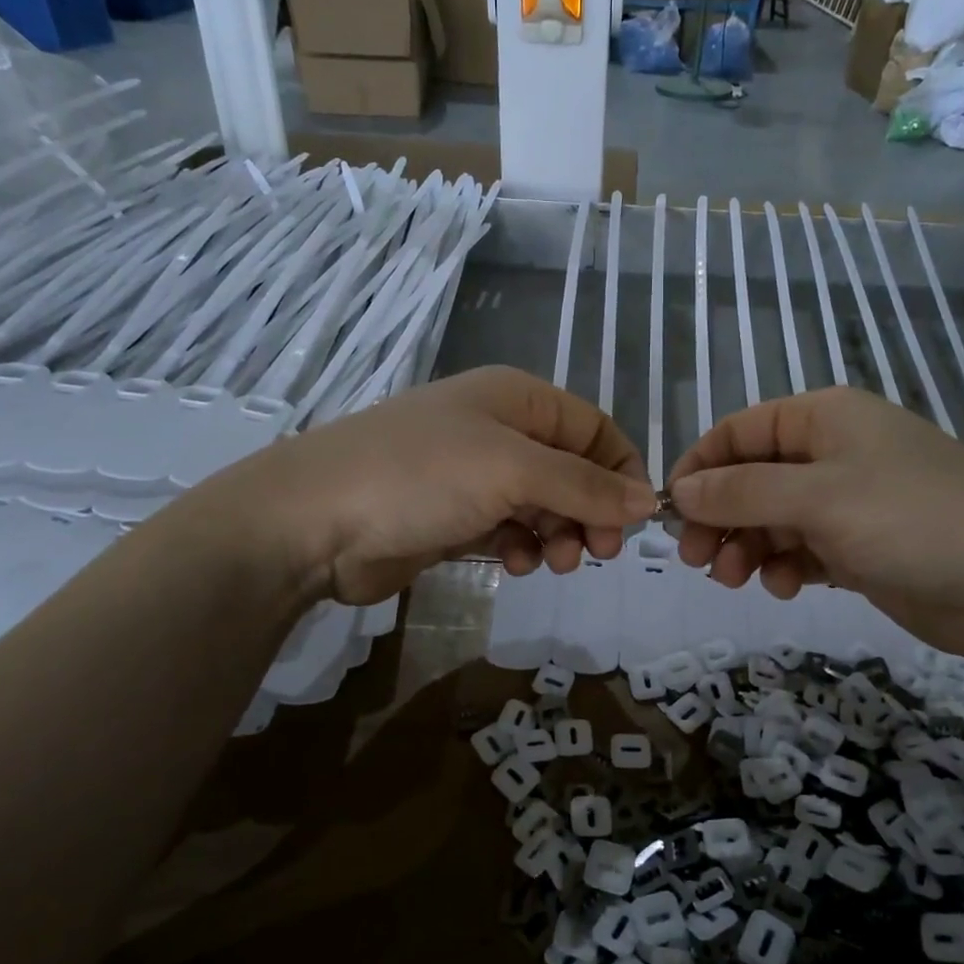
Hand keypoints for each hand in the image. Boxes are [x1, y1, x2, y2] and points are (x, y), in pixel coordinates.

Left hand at [182, 367, 657, 605]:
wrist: (314, 522)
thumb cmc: (420, 477)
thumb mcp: (513, 470)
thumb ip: (585, 486)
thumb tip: (649, 502)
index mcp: (518, 399)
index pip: (595, 429)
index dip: (621, 471)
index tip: (633, 521)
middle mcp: (500, 430)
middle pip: (573, 470)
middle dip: (590, 511)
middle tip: (595, 553)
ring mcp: (474, 475)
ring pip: (544, 504)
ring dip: (559, 534)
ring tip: (553, 561)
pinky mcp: (454, 517)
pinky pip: (511, 529)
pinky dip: (523, 546)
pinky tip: (515, 564)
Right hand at [667, 386, 963, 655]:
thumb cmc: (911, 517)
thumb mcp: (817, 497)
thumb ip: (741, 491)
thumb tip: (680, 490)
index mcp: (822, 419)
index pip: (738, 432)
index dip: (700, 467)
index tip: (671, 511)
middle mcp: (831, 453)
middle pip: (750, 479)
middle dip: (720, 517)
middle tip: (696, 559)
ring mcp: (847, 502)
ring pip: (772, 519)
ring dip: (747, 547)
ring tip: (736, 579)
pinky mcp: (859, 547)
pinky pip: (801, 550)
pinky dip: (785, 567)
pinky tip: (786, 588)